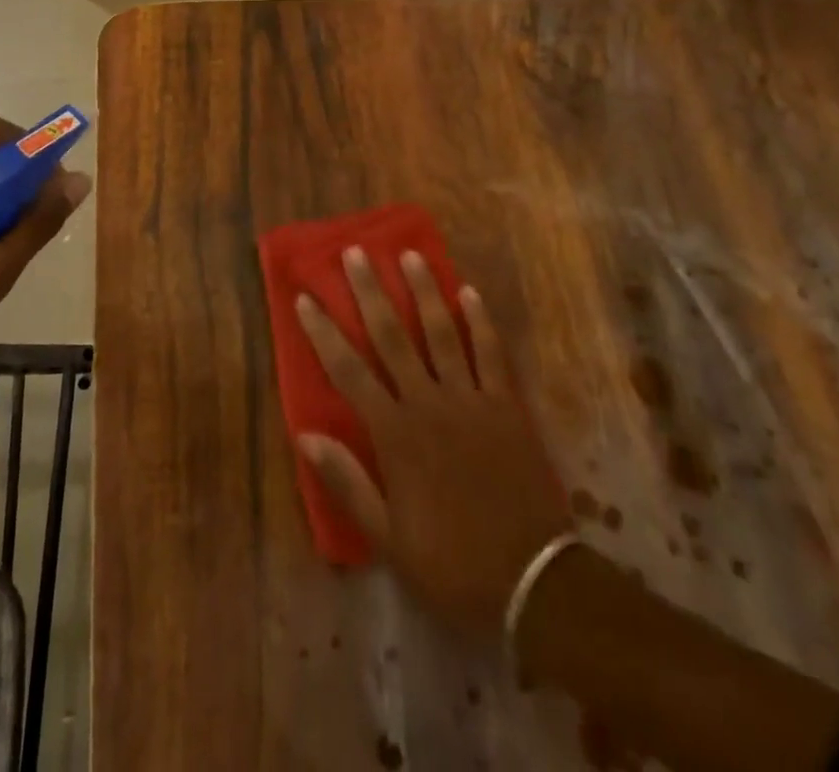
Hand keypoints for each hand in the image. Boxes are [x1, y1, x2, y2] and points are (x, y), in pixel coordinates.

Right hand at [296, 246, 568, 639]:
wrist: (533, 584)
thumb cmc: (452, 564)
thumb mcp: (388, 539)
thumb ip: (348, 482)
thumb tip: (305, 434)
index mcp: (395, 434)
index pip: (349, 371)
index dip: (324, 333)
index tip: (306, 297)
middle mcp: (429, 403)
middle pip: (393, 337)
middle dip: (371, 292)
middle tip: (356, 253)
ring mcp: (471, 400)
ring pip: (443, 333)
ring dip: (424, 291)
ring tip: (410, 254)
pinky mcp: (507, 406)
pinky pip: (492, 354)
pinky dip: (481, 321)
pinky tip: (469, 291)